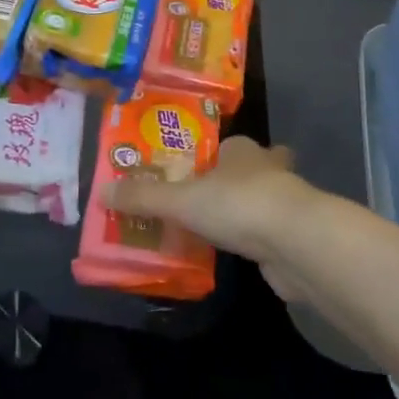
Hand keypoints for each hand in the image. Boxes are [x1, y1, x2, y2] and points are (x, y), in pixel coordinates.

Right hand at [103, 137, 322, 298]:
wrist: (297, 242)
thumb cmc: (237, 204)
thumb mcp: (180, 200)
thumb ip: (143, 198)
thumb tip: (101, 192)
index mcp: (242, 151)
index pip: (228, 146)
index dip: (214, 156)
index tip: (197, 171)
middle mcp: (268, 169)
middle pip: (254, 169)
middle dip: (239, 179)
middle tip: (212, 198)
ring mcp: (286, 203)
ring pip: (265, 201)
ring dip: (248, 211)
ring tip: (220, 228)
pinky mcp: (296, 237)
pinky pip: (271, 234)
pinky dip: (257, 241)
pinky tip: (241, 253)